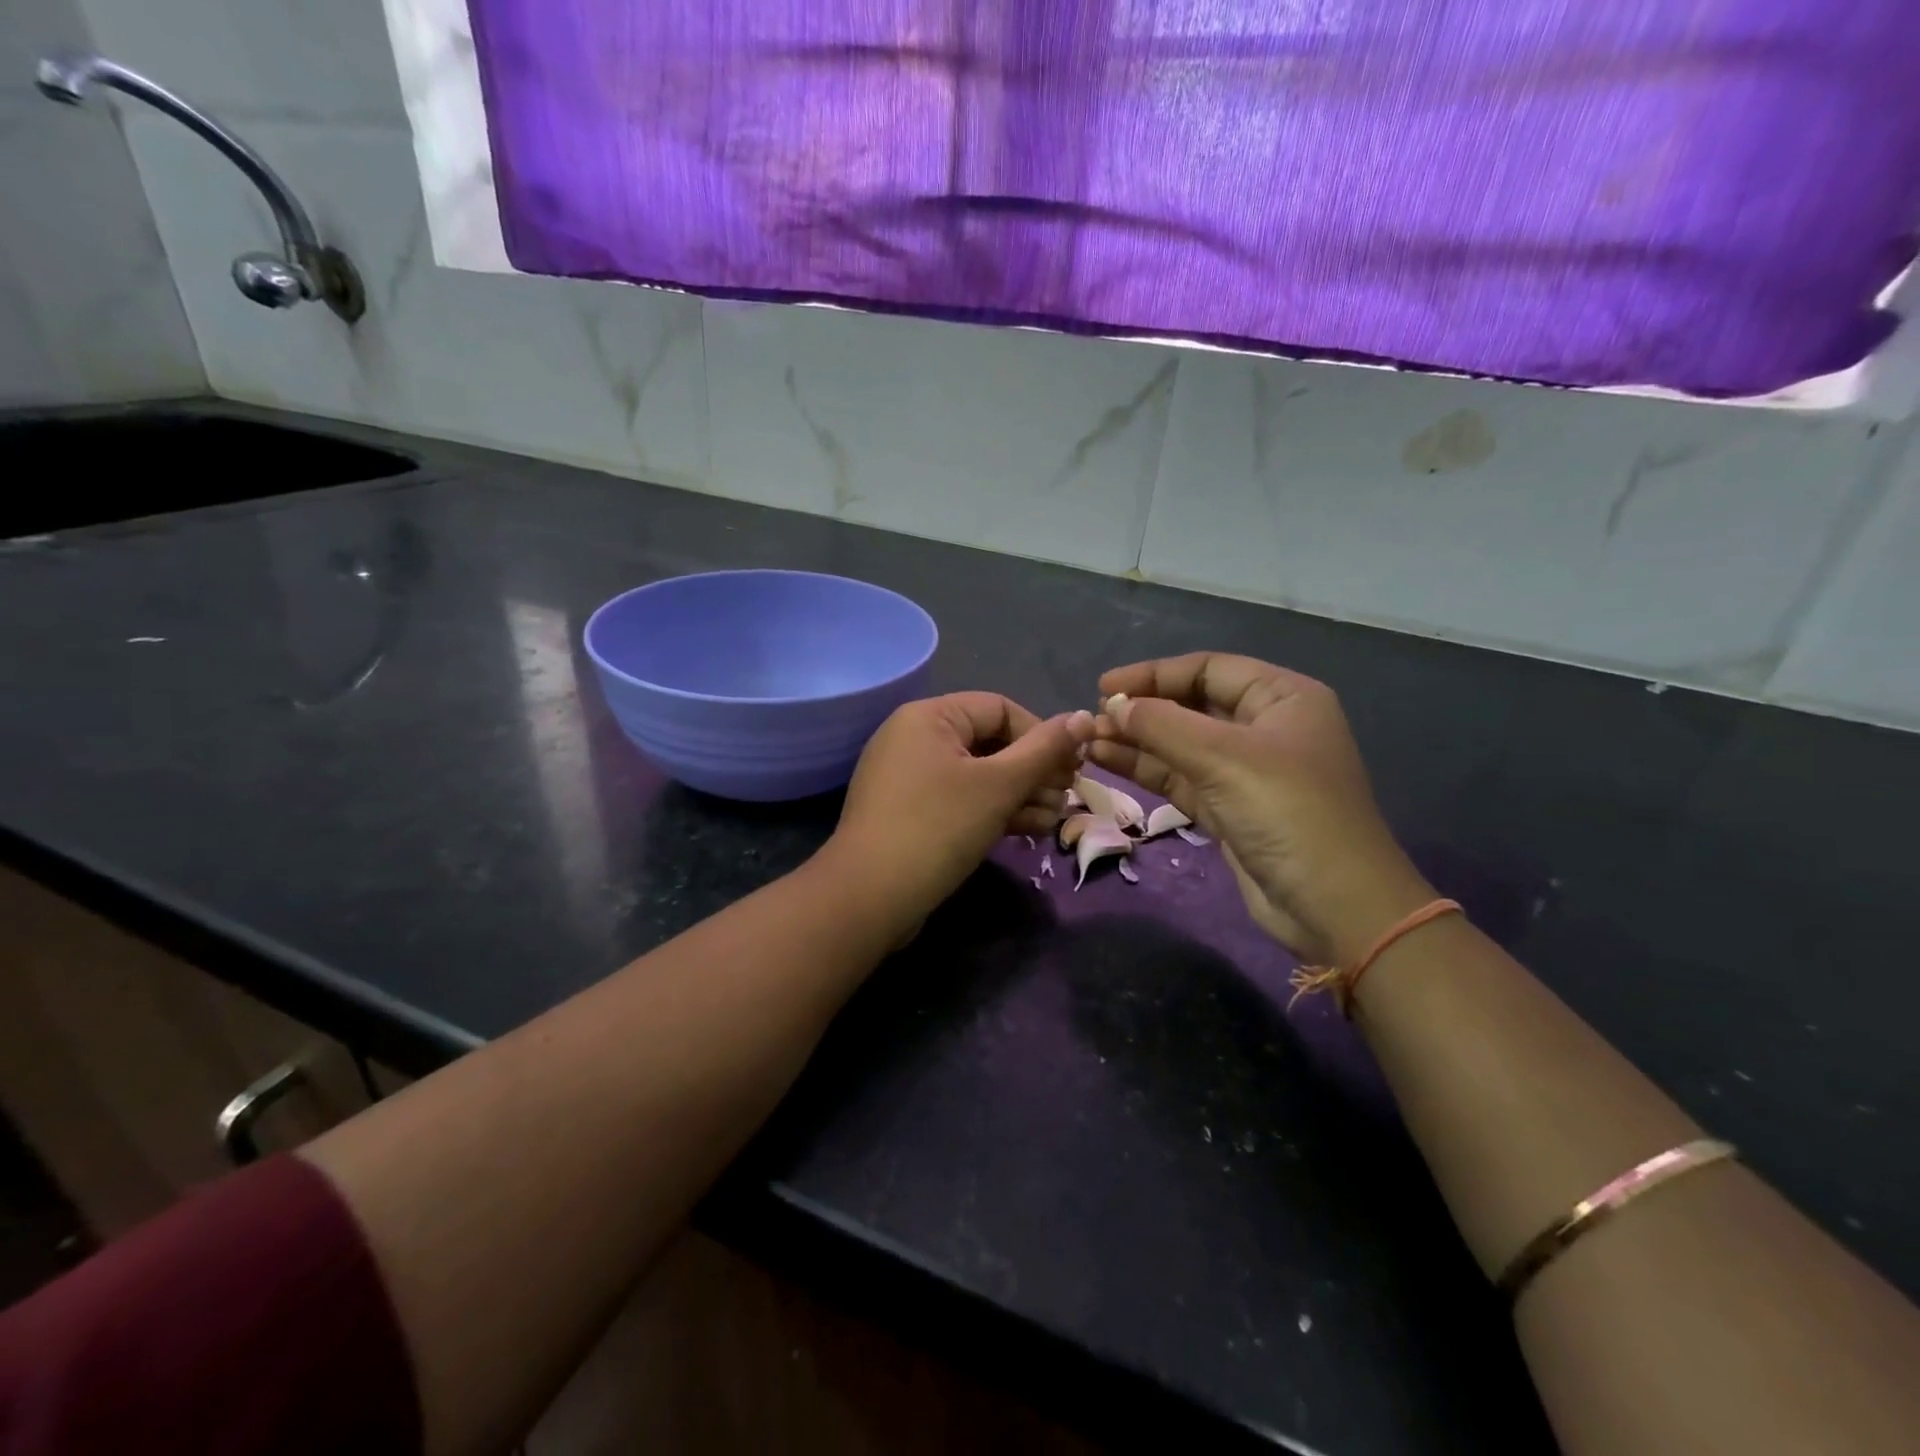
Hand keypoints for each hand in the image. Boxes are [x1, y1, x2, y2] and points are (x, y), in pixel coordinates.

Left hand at [824, 693, 1093, 937]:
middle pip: (990, 742)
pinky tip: (1028, 830)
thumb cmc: (938, 827)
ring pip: (978, 775)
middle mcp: (915, 737)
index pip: (1000, 708)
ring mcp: (909, 777)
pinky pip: (960, 799)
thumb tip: (1084, 716)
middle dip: (1034, 770)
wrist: (870, 897)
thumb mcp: (999, 785)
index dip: (1042, 735)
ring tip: (1053, 820)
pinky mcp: (910, 812)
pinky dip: (993, 810)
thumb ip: (1044, 750)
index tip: (1071, 768)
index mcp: (929, 717)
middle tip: (1066, 797)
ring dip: (1020, 794)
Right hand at [1090, 653, 1431, 964]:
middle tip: (1092, 720)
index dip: (1154, 674)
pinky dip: (1147, 770)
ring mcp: (1247, 771)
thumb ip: (1163, 726)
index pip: (1208, 669)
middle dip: (1143, 710)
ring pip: (1181, 745)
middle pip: (1192, 705)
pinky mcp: (1230, 809)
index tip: (1105, 688)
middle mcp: (1265, 728)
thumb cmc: (1288, 813)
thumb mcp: (1224, 758)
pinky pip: (1181, 778)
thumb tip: (1114, 707)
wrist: (1334, 906)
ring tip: (1088, 741)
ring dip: (1137, 741)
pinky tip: (1107, 762)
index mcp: (1282, 698)